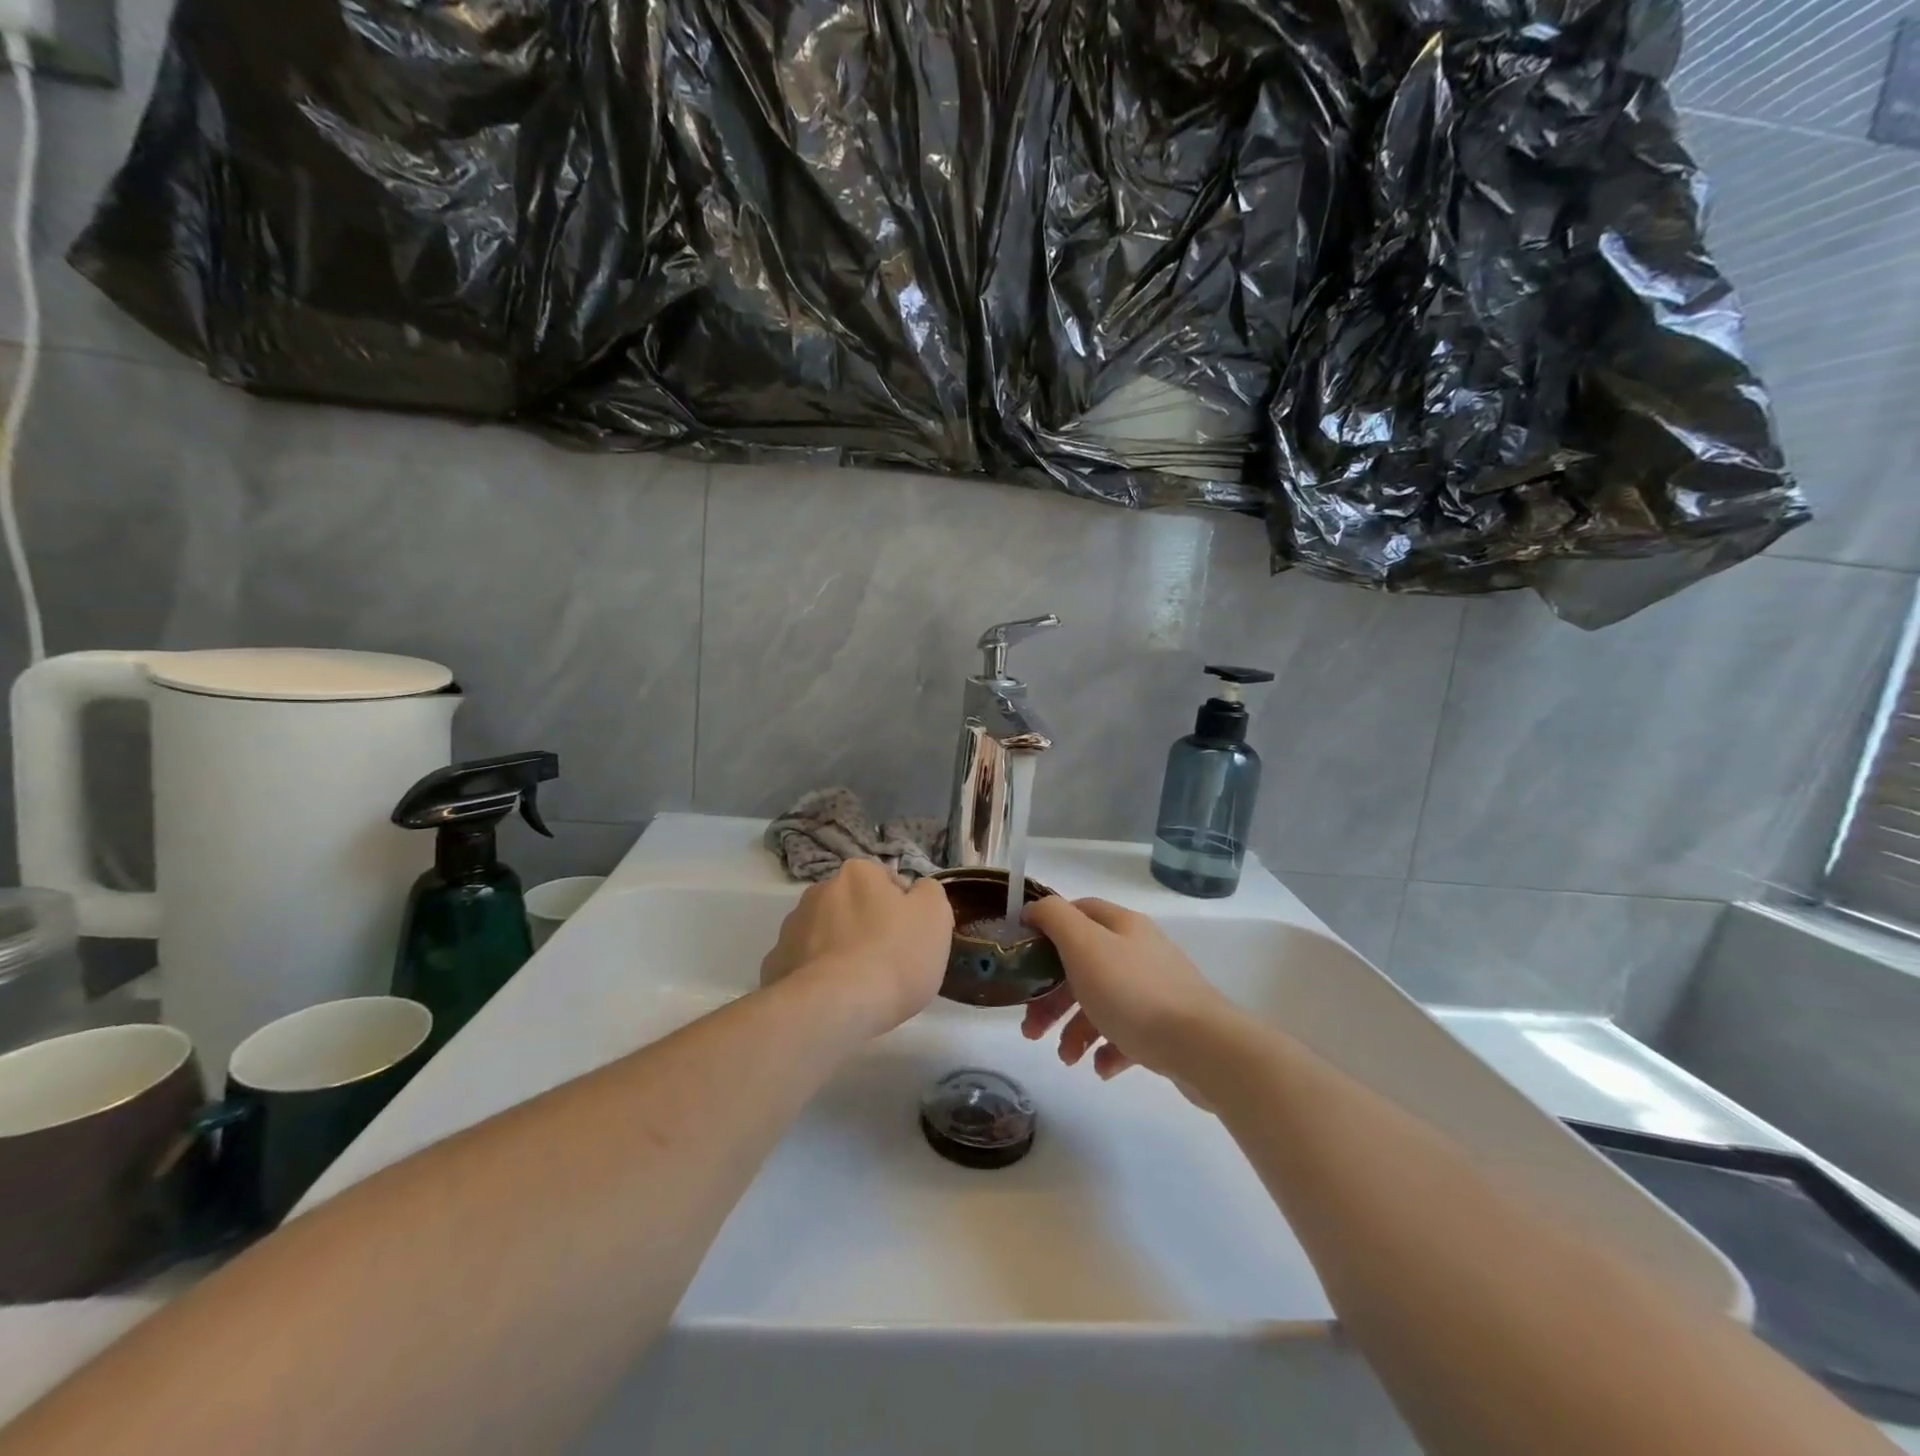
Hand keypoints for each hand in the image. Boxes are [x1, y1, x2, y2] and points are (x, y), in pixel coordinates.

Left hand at [760, 860, 953, 1035]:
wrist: (835, 1008)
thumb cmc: (894, 956)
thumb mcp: (935, 916)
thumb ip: (928, 892)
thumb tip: (915, 891)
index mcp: (858, 873)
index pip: (887, 882)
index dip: (903, 910)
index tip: (910, 938)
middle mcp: (819, 891)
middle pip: (853, 906)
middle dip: (867, 926)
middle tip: (887, 961)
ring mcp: (792, 928)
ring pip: (825, 934)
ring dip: (840, 949)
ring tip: (859, 986)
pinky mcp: (775, 964)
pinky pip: (803, 964)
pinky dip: (817, 976)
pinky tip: (832, 998)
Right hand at [1020, 897, 1235, 1083]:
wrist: (1202, 1047)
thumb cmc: (1133, 993)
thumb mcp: (1084, 946)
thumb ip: (1055, 919)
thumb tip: (1034, 909)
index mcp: (1121, 926)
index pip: (1078, 912)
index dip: (1047, 929)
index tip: (1022, 957)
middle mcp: (1139, 951)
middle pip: (1084, 964)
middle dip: (1052, 995)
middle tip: (1031, 1028)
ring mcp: (1157, 989)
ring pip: (1103, 1001)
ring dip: (1076, 1029)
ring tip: (1067, 1059)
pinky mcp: (1168, 1027)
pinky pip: (1128, 1033)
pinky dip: (1108, 1049)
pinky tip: (1101, 1068)